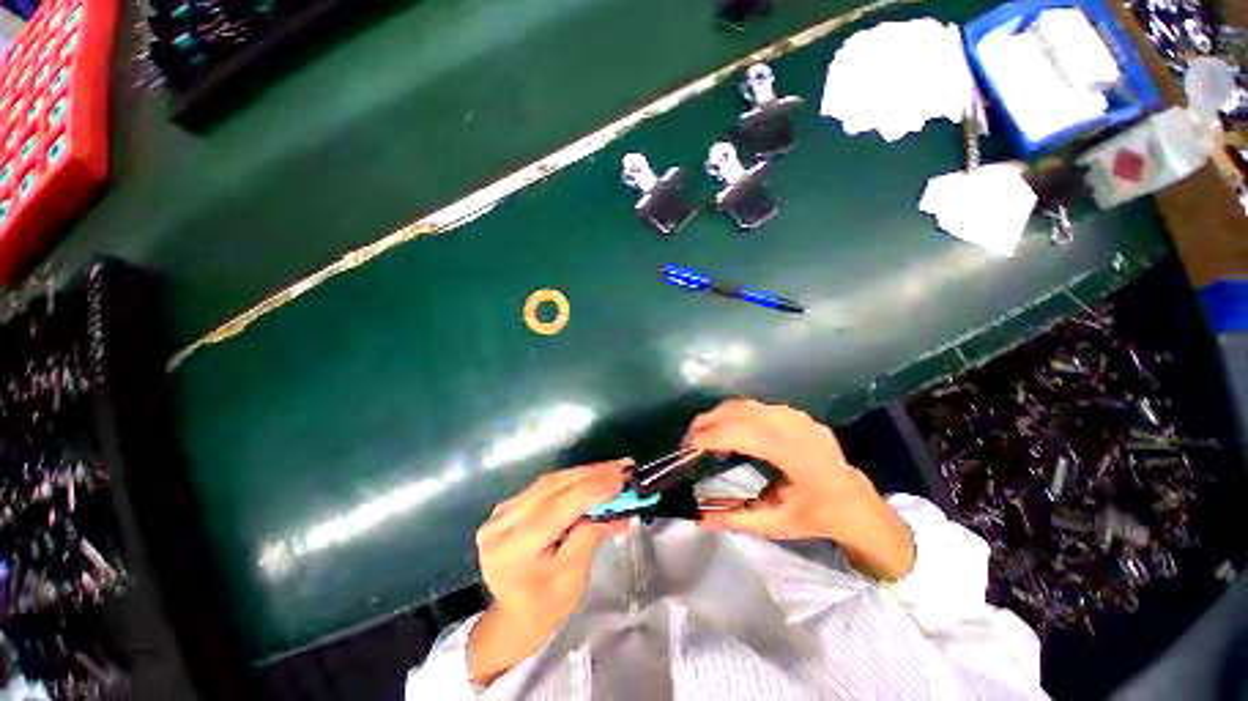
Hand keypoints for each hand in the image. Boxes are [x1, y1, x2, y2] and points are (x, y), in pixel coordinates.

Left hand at [467, 460, 630, 685]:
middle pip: (552, 487)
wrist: (513, 617)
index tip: (622, 480)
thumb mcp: (572, 576)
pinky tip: (594, 475)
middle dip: (592, 474)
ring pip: (550, 481)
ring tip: (614, 468)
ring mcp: (501, 512)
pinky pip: (546, 485)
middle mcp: (501, 524)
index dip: (591, 491)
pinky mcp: (510, 505)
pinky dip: (573, 479)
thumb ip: (590, 534)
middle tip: (623, 467)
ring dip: (585, 473)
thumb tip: (616, 507)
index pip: (556, 510)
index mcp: (511, 550)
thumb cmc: (545, 606)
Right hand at [684, 399, 914, 581]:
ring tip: (703, 434)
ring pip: (745, 404)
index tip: (686, 449)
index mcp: (793, 455)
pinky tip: (728, 429)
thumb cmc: (817, 517)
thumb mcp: (775, 525)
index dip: (709, 437)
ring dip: (718, 416)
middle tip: (688, 441)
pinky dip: (734, 414)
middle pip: (738, 412)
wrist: (855, 502)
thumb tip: (697, 519)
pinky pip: (756, 406)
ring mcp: (796, 416)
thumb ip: (734, 519)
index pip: (740, 435)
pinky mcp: (795, 413)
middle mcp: (794, 427)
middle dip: (707, 422)